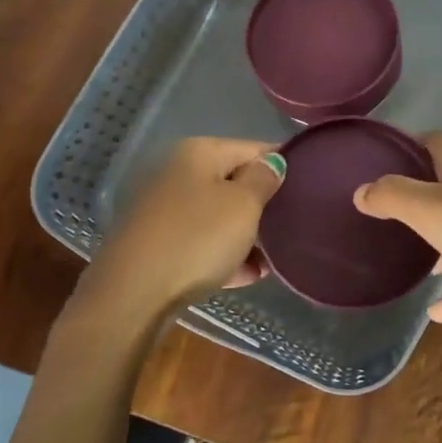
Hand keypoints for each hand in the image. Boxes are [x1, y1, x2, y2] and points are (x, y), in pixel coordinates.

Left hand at [77, 137, 284, 323]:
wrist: (132, 293)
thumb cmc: (197, 238)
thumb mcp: (243, 205)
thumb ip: (263, 179)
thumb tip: (272, 163)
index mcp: (199, 152)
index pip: (254, 148)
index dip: (283, 166)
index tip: (309, 188)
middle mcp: (177, 172)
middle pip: (233, 182)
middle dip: (263, 206)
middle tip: (292, 227)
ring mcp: (163, 209)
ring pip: (217, 215)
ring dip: (245, 235)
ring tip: (272, 260)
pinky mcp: (156, 243)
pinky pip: (200, 241)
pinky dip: (222, 254)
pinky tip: (246, 276)